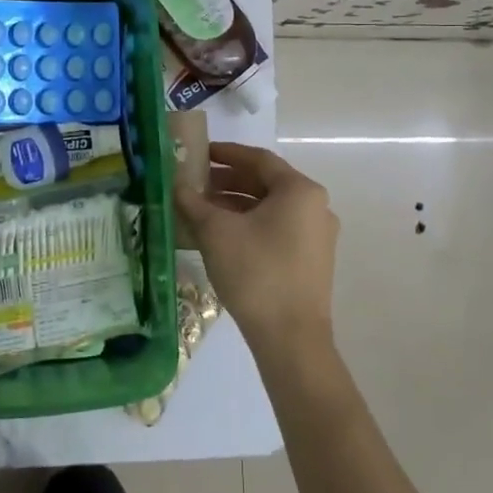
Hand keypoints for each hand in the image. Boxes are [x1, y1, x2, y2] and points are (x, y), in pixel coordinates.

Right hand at [174, 142, 339, 362]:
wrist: (291, 339)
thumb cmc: (256, 272)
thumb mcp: (216, 232)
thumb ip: (193, 202)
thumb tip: (175, 185)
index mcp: (300, 190)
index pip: (258, 159)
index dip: (226, 153)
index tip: (199, 153)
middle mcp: (316, 207)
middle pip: (266, 183)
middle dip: (228, 181)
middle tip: (195, 183)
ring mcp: (317, 236)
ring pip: (270, 208)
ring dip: (236, 205)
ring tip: (201, 210)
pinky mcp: (312, 261)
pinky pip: (277, 229)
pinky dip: (250, 225)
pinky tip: (221, 237)